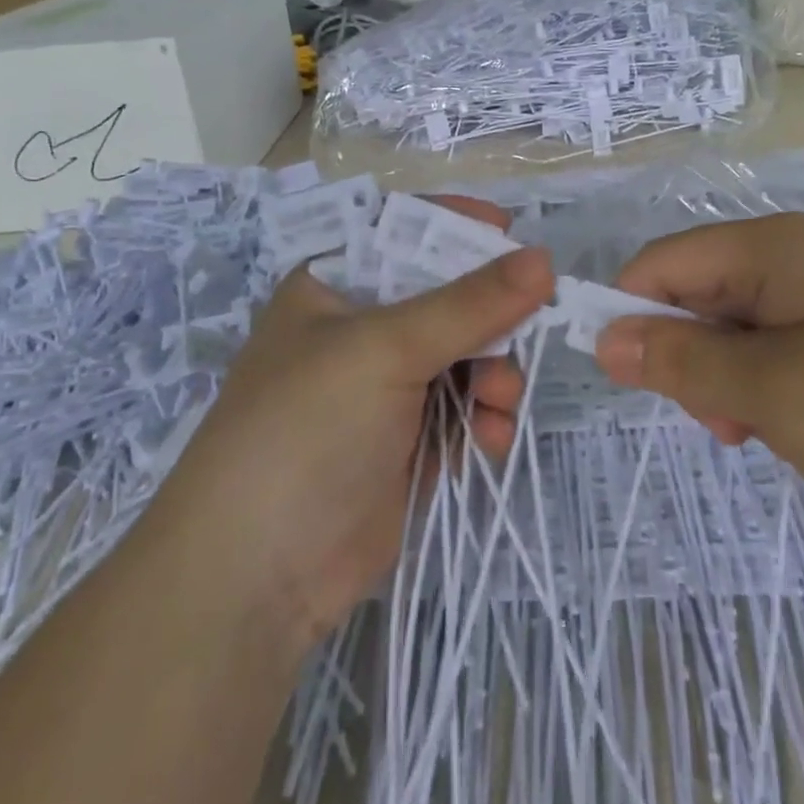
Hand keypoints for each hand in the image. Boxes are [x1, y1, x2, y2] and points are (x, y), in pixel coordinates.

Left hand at [162, 199, 553, 649]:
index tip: (510, 231)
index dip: (455, 226)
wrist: (258, 577)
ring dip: (495, 373)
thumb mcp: (385, 350)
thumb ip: (470, 304)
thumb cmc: (307, 429)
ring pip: (468, 354)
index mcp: (335, 286)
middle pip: (448, 296)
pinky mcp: (411, 439)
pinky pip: (468, 407)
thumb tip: (545, 259)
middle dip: (490, 316)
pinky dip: (487, 417)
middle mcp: (362, 329)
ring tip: (499, 401)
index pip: (402, 232)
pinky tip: (491, 439)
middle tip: (528, 326)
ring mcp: (388, 387)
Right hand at [593, 213, 803, 539]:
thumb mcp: (775, 393)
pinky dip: (766, 384)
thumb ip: (683, 359)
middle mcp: (799, 254)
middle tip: (723, 423)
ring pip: (735, 325)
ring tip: (762, 432)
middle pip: (699, 291)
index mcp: (775, 247)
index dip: (630, 313)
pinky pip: (777, 344)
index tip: (625, 382)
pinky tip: (797, 426)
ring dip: (727, 378)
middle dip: (689, 356)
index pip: (664, 262)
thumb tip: (604, 336)